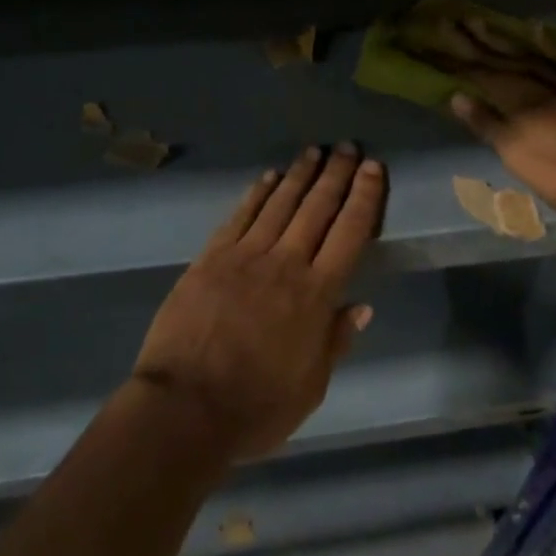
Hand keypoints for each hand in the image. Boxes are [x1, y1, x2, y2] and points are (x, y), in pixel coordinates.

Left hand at [131, 145, 385, 461]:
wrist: (182, 409)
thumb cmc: (255, 407)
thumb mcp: (310, 388)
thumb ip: (335, 341)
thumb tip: (361, 306)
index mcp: (316, 294)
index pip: (349, 232)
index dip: (364, 197)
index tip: (373, 169)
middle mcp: (286, 263)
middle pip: (317, 208)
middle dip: (336, 173)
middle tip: (348, 146)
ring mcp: (246, 255)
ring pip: (280, 203)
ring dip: (300, 174)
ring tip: (315, 150)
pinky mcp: (212, 257)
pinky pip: (241, 215)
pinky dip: (258, 192)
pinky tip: (269, 176)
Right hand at [425, 17, 555, 216]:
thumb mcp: (518, 155)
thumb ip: (489, 124)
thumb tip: (457, 96)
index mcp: (516, 99)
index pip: (476, 73)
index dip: (453, 58)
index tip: (431, 38)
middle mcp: (537, 82)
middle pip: (498, 58)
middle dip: (472, 41)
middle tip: (450, 21)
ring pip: (526, 53)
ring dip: (502, 38)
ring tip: (481, 21)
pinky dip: (547, 44)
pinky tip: (539, 32)